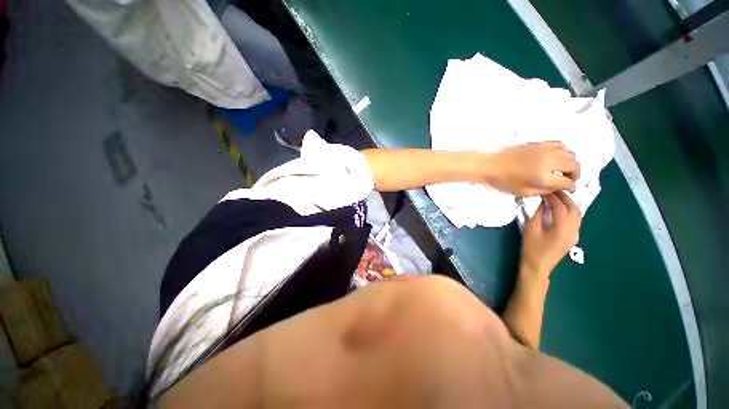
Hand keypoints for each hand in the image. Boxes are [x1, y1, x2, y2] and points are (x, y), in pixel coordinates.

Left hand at [483, 142, 579, 195]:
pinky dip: (563, 151)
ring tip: (562, 170)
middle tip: (568, 180)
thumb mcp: (523, 192)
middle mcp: (548, 161)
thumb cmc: (502, 181)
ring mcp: (544, 150)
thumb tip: (558, 187)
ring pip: (570, 153)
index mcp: (543, 176)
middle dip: (575, 174)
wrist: (489, 165)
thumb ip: (544, 191)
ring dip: (570, 162)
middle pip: (574, 165)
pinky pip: (560, 144)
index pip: (568, 182)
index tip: (570, 189)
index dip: (571, 187)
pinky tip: (556, 158)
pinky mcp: (539, 143)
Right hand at [520, 192, 581, 277]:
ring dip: (568, 203)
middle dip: (563, 197)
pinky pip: (575, 219)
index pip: (561, 206)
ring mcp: (575, 234)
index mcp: (563, 228)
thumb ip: (538, 213)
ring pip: (576, 213)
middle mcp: (573, 229)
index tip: (543, 190)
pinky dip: (569, 211)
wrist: (538, 266)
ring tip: (556, 197)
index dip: (552, 196)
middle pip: (572, 208)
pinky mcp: (573, 236)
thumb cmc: (532, 247)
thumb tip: (542, 201)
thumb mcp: (531, 228)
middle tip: (551, 190)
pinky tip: (560, 209)